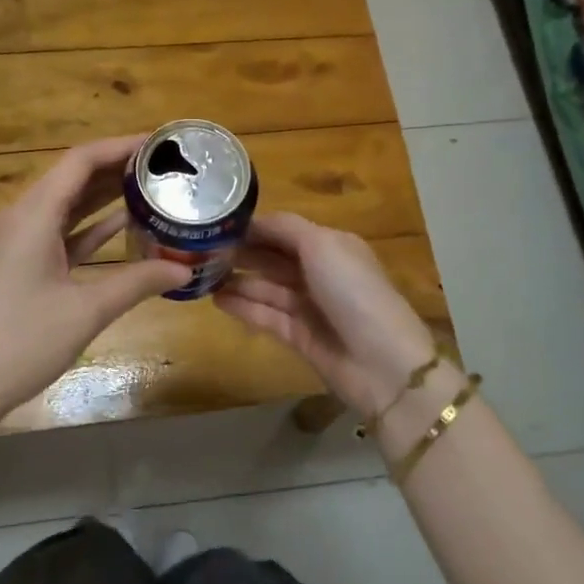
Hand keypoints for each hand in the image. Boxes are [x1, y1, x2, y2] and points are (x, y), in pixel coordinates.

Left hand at [0, 135, 189, 425]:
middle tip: (163, 167)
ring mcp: (16, 241)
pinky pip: (58, 231)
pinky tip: (124, 223)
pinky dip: (89, 225)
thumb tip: (184, 270)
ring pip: (66, 204)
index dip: (120, 146)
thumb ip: (136, 282)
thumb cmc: (21, 342)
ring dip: (104, 195)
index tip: (158, 143)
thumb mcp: (86, 311)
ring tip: (151, 188)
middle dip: (117, 168)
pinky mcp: (17, 263)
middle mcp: (20, 217)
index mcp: (31, 216)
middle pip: (72, 177)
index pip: (80, 161)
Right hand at [215, 212, 439, 418]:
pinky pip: (265, 316)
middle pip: (273, 258)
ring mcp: (309, 306)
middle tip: (201, 251)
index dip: (253, 228)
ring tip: (201, 276)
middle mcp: (319, 272)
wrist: (382, 362)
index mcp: (330, 245)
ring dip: (237, 280)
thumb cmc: (353, 291)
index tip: (217, 225)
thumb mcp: (322, 245)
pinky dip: (243, 307)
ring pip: (266, 287)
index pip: (284, 230)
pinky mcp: (299, 336)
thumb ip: (285, 229)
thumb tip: (253, 220)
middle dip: (241, 253)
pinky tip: (216, 300)